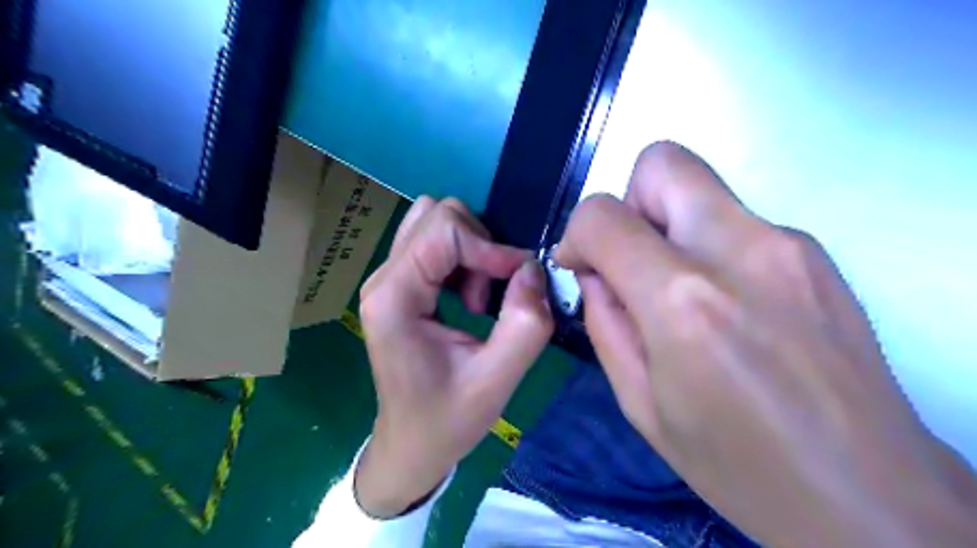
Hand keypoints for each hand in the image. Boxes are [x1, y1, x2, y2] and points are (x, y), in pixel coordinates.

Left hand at [354, 196, 552, 517]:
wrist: (410, 444)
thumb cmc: (447, 420)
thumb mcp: (495, 382)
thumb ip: (524, 324)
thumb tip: (533, 269)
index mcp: (393, 298)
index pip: (444, 230)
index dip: (490, 247)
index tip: (519, 280)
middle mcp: (383, 278)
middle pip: (436, 214)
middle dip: (478, 245)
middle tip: (489, 295)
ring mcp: (388, 278)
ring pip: (435, 223)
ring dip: (471, 251)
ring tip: (478, 300)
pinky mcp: (399, 284)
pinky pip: (435, 243)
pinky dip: (463, 259)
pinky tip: (468, 299)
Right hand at [557, 142, 975, 546]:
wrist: (868, 496)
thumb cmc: (736, 463)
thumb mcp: (639, 402)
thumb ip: (604, 321)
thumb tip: (594, 273)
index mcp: (683, 301)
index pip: (603, 215)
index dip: (576, 234)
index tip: (581, 266)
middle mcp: (739, 251)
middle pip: (663, 163)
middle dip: (629, 203)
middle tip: (632, 260)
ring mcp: (788, 244)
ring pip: (702, 187)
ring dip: (669, 226)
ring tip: (678, 293)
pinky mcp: (817, 253)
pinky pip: (736, 220)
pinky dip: (709, 245)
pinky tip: (725, 306)